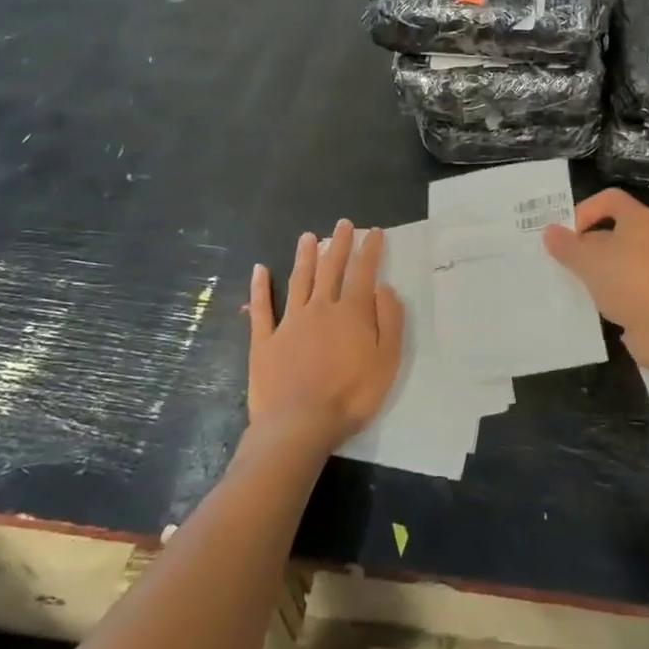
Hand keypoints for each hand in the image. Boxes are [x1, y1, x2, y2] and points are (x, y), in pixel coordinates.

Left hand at [247, 221, 404, 451]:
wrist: (299, 423)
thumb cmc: (351, 396)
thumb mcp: (387, 361)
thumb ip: (389, 321)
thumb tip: (384, 288)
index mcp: (351, 312)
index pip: (363, 272)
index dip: (370, 250)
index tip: (374, 232)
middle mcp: (320, 308)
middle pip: (331, 268)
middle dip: (339, 244)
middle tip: (343, 224)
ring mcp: (289, 322)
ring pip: (299, 280)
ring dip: (305, 256)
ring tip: (308, 236)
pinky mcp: (265, 340)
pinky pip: (261, 308)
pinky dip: (260, 287)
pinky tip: (260, 270)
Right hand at [543, 189, 648, 374]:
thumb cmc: (630, 281)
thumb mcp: (588, 260)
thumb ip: (566, 245)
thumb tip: (550, 232)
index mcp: (638, 220)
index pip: (609, 199)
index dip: (585, 210)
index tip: (565, 234)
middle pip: (611, 232)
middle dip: (584, 245)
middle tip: (559, 262)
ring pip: (616, 263)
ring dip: (594, 273)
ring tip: (569, 285)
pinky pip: (624, 289)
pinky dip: (607, 295)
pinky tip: (589, 308)